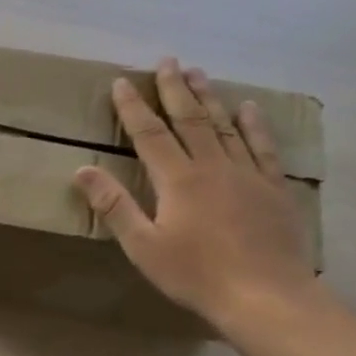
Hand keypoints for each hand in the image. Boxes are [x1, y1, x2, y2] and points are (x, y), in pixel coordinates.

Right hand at [73, 58, 316, 334]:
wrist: (265, 295)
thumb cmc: (196, 274)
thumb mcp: (143, 245)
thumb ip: (114, 206)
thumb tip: (83, 170)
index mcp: (177, 180)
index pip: (149, 134)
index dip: (133, 107)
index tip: (121, 82)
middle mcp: (212, 166)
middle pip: (190, 120)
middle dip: (175, 89)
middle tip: (168, 61)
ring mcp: (247, 174)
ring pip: (225, 126)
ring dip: (209, 98)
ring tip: (199, 73)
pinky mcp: (273, 188)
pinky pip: (262, 147)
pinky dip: (254, 125)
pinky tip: (249, 108)